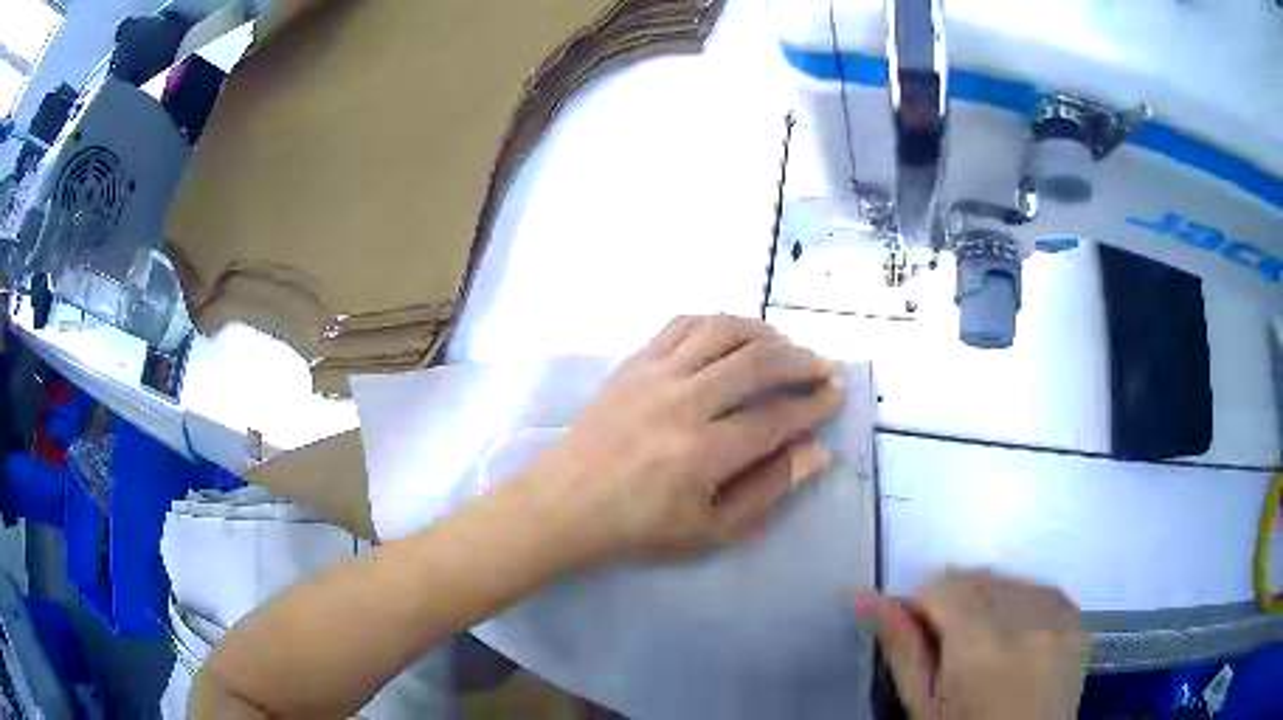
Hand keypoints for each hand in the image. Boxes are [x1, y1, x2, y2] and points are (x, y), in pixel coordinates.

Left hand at [530, 315, 843, 562]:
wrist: (567, 503)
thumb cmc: (640, 526)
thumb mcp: (711, 529)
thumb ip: (768, 488)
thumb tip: (817, 452)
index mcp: (704, 453)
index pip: (777, 417)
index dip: (814, 404)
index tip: (835, 395)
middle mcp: (684, 403)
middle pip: (758, 362)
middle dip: (801, 361)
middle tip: (822, 367)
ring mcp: (655, 375)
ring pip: (723, 331)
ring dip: (764, 332)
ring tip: (784, 345)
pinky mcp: (634, 362)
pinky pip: (683, 324)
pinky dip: (717, 323)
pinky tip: (733, 335)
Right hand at [856, 570, 1088, 719]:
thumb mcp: (922, 706)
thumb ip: (901, 648)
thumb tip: (864, 597)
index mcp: (981, 647)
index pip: (944, 585)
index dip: (922, 604)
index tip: (917, 631)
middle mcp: (1029, 620)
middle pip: (979, 578)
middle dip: (955, 602)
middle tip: (947, 644)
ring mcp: (1061, 619)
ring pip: (1011, 581)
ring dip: (990, 602)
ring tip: (984, 645)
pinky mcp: (1079, 622)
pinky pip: (1044, 591)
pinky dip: (1022, 605)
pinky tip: (1016, 638)